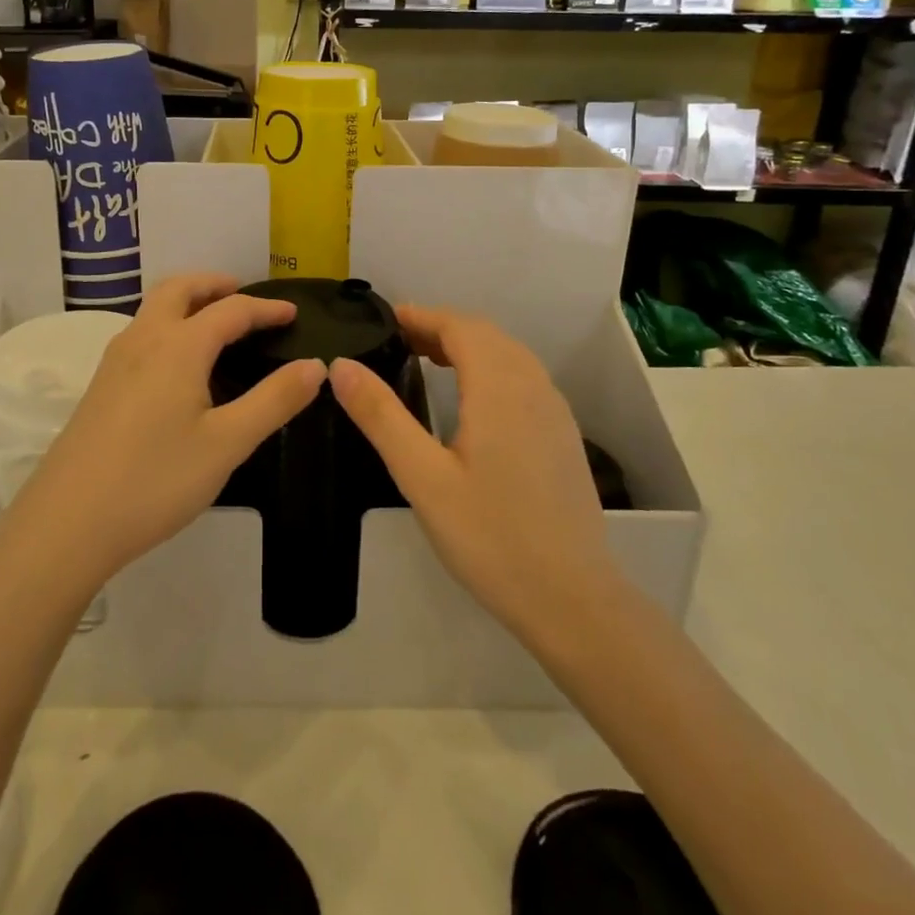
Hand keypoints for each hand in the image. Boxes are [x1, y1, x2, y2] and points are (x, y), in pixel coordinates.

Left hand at [12, 274, 325, 592]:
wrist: (67, 524)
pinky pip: (140, 334)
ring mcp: (114, 362)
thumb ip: (274, 401)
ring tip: (216, 325)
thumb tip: (315, 366)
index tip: (293, 313)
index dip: (265, 309)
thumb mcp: (227, 443)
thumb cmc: (155, 480)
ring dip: (187, 302)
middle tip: (243, 297)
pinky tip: (178, 366)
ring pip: (153, 309)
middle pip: (178, 289)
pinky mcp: (100, 387)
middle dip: (214, 285)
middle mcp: (142, 340)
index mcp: (178, 346)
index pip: (230, 310)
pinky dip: (168, 326)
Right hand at [330, 305, 619, 647]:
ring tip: (428, 360)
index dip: (422, 316)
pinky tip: (472, 400)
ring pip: (509, 355)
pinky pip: (524, 379)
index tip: (386, 319)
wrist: (572, 598)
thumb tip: (341, 365)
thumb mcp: (422, 477)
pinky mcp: (563, 436)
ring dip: (468, 346)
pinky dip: (491, 368)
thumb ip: (381, 416)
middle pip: (486, 335)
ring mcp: (554, 411)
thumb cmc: (490, 537)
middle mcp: (533, 387)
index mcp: (500, 388)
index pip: (460, 327)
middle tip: (398, 340)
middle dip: (442, 327)